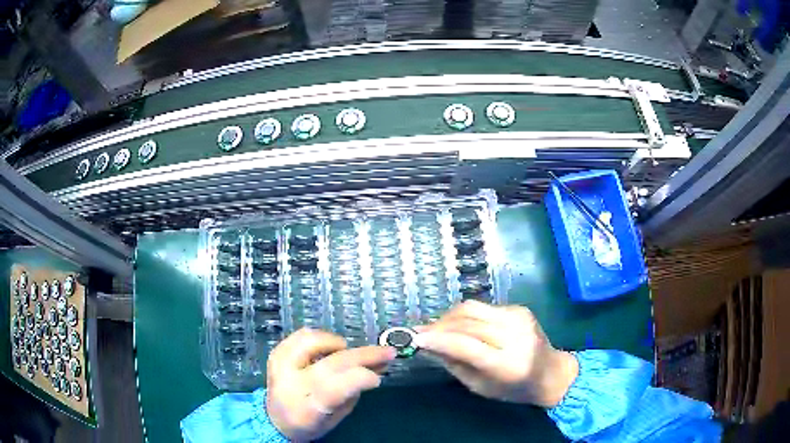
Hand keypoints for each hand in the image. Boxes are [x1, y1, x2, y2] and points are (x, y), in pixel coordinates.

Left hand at [266, 328, 396, 441]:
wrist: (276, 420)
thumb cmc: (311, 424)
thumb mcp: (336, 418)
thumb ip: (353, 394)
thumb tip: (374, 369)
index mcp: (306, 409)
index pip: (334, 389)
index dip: (360, 379)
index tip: (378, 377)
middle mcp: (290, 384)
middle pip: (331, 364)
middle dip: (364, 356)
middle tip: (387, 352)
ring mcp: (279, 366)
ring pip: (312, 342)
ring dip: (337, 343)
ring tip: (348, 351)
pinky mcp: (276, 354)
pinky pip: (301, 336)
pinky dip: (320, 337)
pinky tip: (330, 347)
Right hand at [415, 300, 577, 407]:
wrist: (551, 372)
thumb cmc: (514, 389)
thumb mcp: (480, 386)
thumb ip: (455, 364)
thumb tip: (429, 345)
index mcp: (507, 363)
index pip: (466, 345)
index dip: (438, 339)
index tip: (415, 338)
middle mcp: (515, 335)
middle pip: (467, 322)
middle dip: (439, 325)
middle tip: (419, 332)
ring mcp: (519, 317)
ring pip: (472, 308)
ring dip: (449, 316)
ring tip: (435, 327)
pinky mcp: (519, 308)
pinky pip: (483, 307)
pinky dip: (465, 315)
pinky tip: (458, 325)